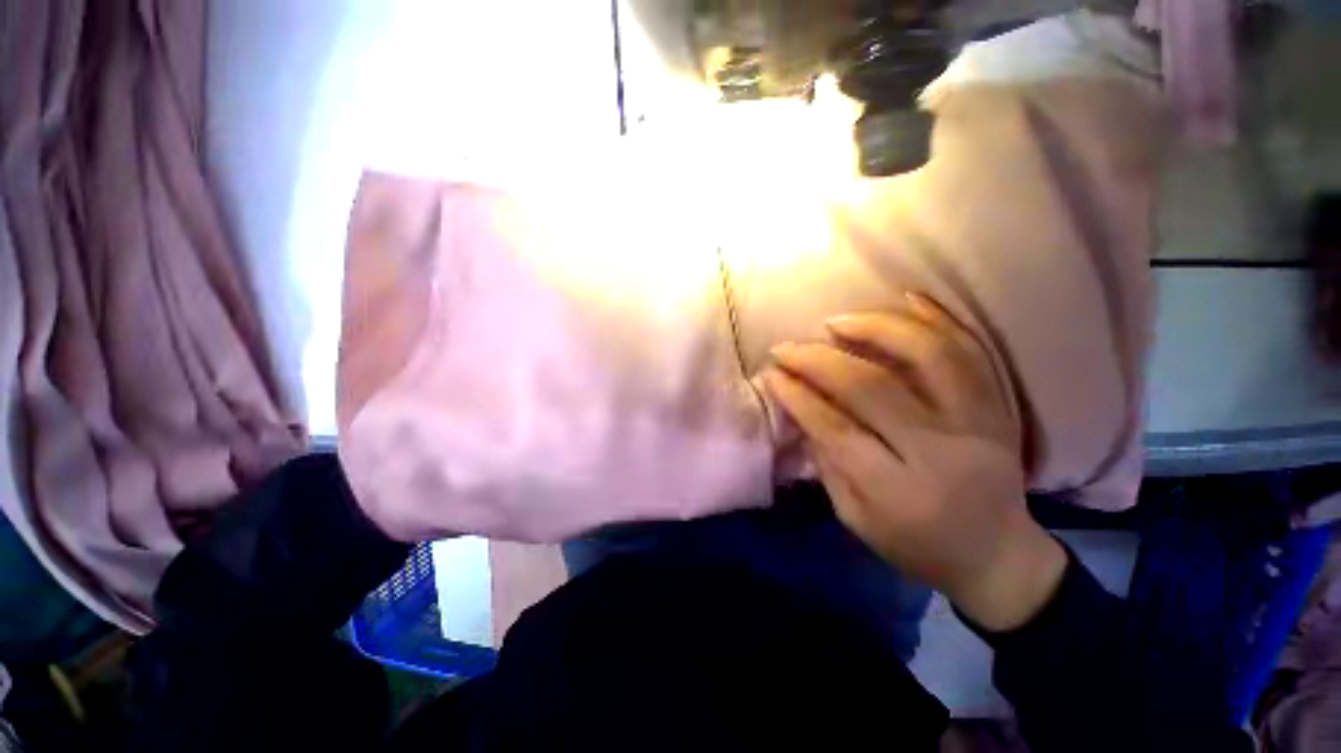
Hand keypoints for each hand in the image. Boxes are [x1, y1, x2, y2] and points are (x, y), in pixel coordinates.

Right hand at [763, 295, 1066, 631]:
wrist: (998, 557)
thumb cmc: (916, 546)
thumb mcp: (855, 518)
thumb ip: (827, 461)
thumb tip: (800, 407)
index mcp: (897, 491)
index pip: (835, 428)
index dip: (797, 396)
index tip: (772, 373)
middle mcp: (940, 451)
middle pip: (872, 387)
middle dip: (818, 360)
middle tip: (787, 347)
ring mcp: (978, 424)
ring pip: (928, 356)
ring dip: (876, 328)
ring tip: (837, 322)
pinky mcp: (999, 408)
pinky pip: (973, 352)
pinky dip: (940, 319)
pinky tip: (907, 298)